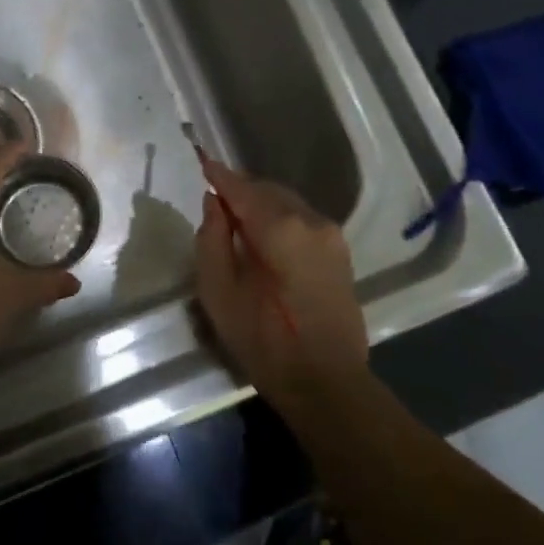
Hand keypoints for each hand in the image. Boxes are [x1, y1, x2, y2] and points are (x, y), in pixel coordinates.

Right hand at [193, 160, 368, 399]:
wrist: (326, 382)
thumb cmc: (263, 340)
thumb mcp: (219, 292)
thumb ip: (212, 239)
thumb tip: (214, 204)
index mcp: (280, 228)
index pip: (243, 189)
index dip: (220, 176)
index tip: (202, 162)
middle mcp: (312, 221)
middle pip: (268, 191)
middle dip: (241, 190)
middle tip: (215, 200)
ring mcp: (332, 236)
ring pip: (288, 204)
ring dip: (261, 205)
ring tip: (236, 220)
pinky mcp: (341, 253)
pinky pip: (303, 221)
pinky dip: (280, 219)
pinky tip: (265, 239)